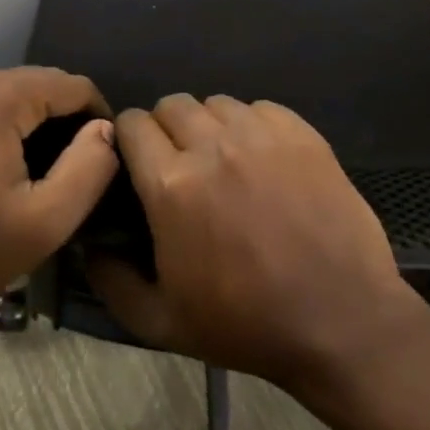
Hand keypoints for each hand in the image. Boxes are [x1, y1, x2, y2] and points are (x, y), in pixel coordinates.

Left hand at [0, 67, 120, 318]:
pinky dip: (11, 124)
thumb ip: (89, 168)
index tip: (104, 159)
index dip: (99, 118)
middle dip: (68, 119)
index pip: (72, 85)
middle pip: (43, 83)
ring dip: (40, 122)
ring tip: (47, 170)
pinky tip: (10, 166)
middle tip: (77, 170)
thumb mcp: (46, 222)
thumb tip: (108, 129)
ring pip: (17, 91)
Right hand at [90, 94, 429, 396]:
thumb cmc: (245, 325)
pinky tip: (263, 159)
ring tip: (225, 161)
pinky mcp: (303, 135)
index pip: (133, 124)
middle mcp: (213, 146)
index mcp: (171, 185)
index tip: (138, 162)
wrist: (339, 321)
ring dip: (211, 126)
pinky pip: (262, 109)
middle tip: (182, 164)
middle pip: (173, 105)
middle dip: (167, 129)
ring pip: (218, 104)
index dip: (129, 139)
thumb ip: (111, 280)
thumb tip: (90, 246)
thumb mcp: (160, 322)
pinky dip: (253, 126)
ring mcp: (262, 136)